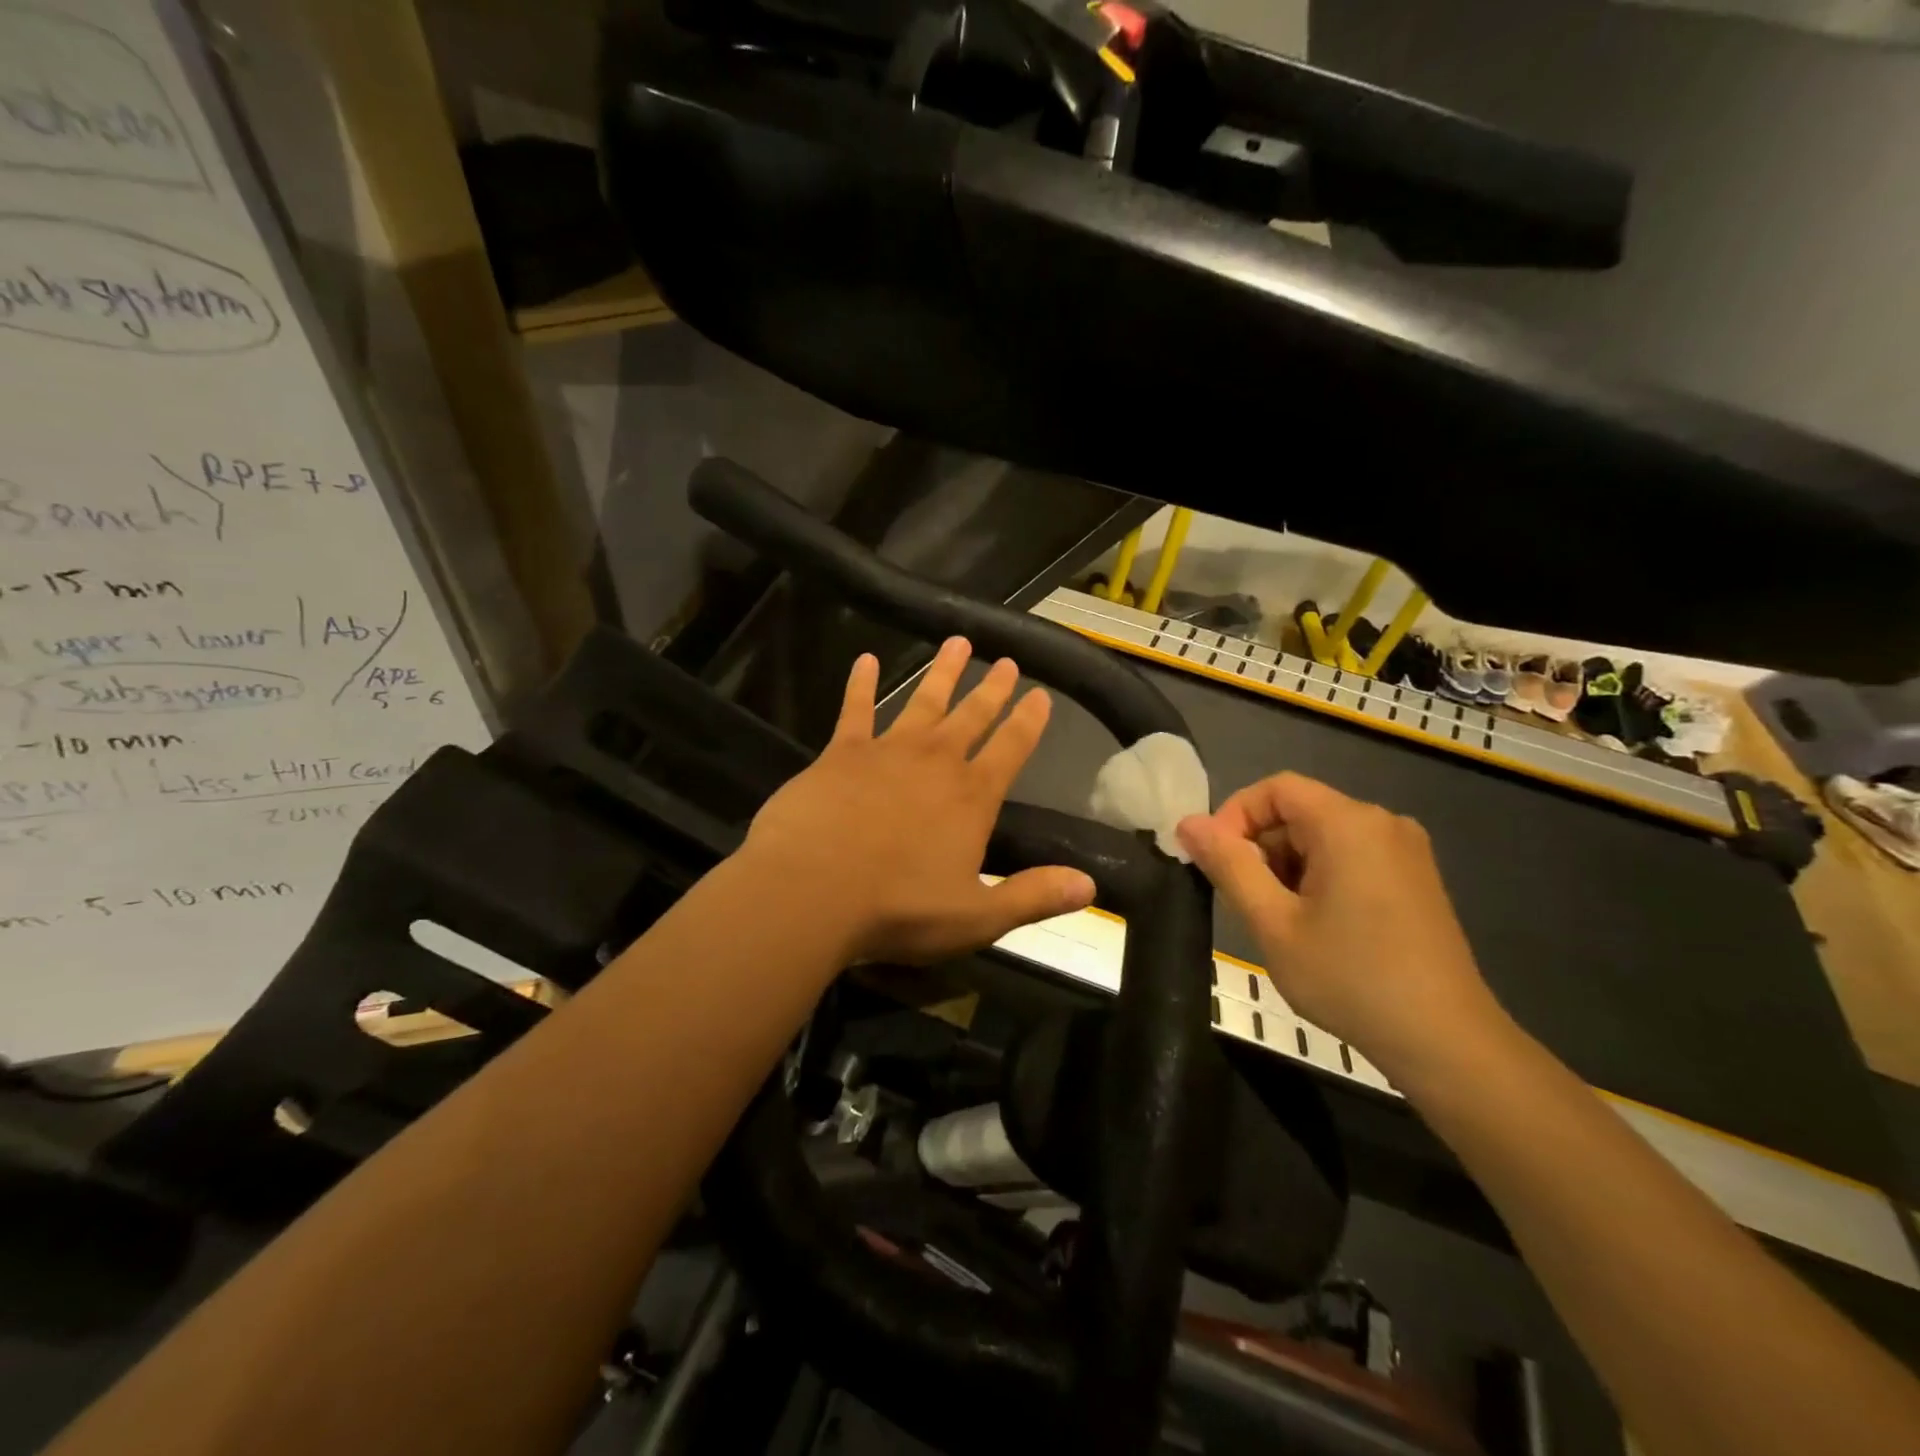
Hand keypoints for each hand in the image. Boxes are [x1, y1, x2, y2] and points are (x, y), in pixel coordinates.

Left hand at [743, 638, 1095, 964]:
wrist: (812, 890)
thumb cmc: (898, 908)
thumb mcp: (977, 916)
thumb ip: (1033, 897)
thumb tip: (1090, 886)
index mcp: (972, 798)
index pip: (1012, 749)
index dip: (1029, 721)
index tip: (1041, 695)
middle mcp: (936, 763)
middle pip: (972, 716)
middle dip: (991, 689)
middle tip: (1005, 661)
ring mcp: (888, 751)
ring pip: (923, 701)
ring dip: (942, 672)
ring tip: (957, 642)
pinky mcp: (842, 752)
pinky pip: (855, 709)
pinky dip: (862, 683)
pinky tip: (866, 659)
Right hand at [1176, 773, 1510, 1084]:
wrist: (1446, 1043)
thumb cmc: (1350, 978)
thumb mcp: (1273, 923)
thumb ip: (1228, 866)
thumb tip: (1188, 823)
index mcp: (1349, 823)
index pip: (1275, 789)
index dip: (1234, 816)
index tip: (1216, 863)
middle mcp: (1382, 823)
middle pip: (1300, 812)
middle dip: (1261, 849)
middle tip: (1245, 903)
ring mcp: (1406, 851)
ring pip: (1323, 837)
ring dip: (1287, 868)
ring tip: (1280, 923)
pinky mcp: (1416, 879)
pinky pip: (1351, 857)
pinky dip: (1319, 878)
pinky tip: (1317, 927)